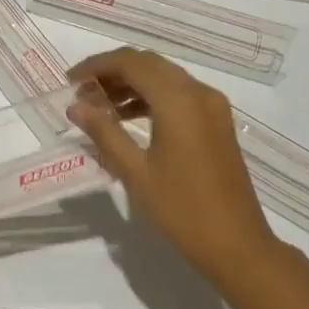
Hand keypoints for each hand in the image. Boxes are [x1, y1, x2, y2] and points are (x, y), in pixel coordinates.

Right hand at [67, 49, 278, 284]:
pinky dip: (152, 97)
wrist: (237, 246)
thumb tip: (75, 106)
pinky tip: (129, 117)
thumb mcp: (136, 172)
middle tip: (83, 92)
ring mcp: (213, 106)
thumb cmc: (182, 210)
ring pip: (165, 77)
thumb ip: (105, 133)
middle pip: (149, 64)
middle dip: (113, 71)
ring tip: (100, 106)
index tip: (71, 81)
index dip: (98, 66)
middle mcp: (199, 92)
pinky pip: (179, 94)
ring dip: (132, 83)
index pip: (131, 63)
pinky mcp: (218, 121)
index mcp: (178, 100)